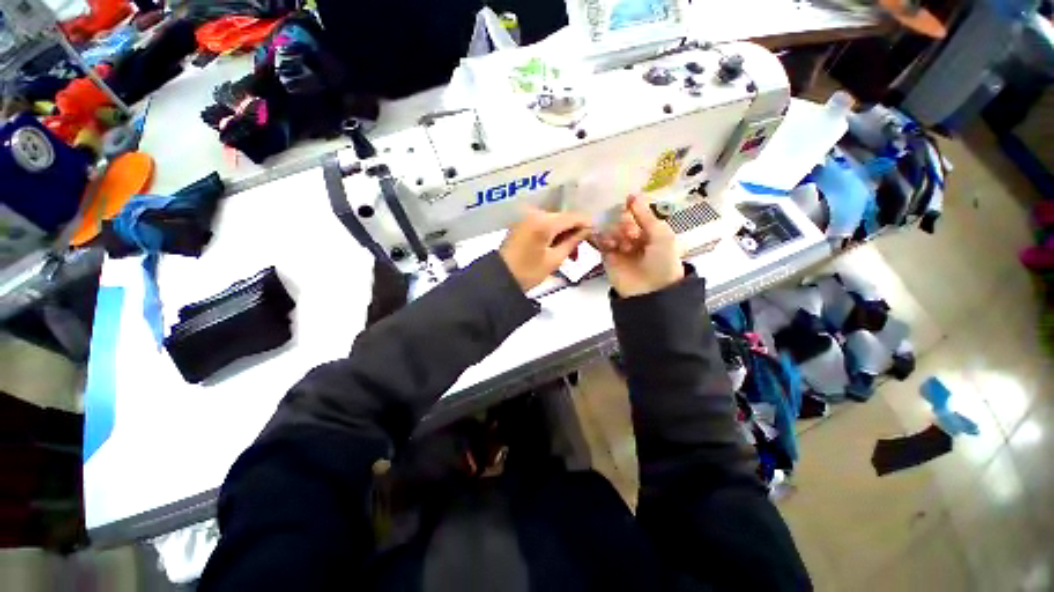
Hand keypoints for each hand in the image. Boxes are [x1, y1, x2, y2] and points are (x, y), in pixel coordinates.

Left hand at [500, 207, 592, 290]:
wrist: (500, 278)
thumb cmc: (528, 272)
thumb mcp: (554, 260)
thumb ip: (573, 241)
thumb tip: (587, 230)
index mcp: (544, 222)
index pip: (573, 217)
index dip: (587, 225)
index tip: (596, 237)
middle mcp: (535, 213)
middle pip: (563, 218)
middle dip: (574, 233)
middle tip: (578, 254)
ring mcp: (527, 217)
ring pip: (554, 222)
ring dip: (563, 236)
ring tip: (567, 255)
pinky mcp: (522, 223)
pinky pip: (543, 225)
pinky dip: (552, 235)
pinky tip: (554, 249)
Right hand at [595, 196, 683, 297]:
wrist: (650, 291)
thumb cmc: (662, 261)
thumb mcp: (660, 234)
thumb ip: (644, 215)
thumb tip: (632, 194)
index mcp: (650, 231)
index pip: (636, 213)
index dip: (632, 208)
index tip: (625, 201)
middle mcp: (634, 237)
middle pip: (621, 220)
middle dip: (624, 223)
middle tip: (630, 233)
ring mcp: (619, 247)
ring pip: (610, 229)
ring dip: (614, 232)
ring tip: (622, 244)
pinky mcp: (606, 257)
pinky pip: (600, 242)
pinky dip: (602, 239)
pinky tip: (609, 243)